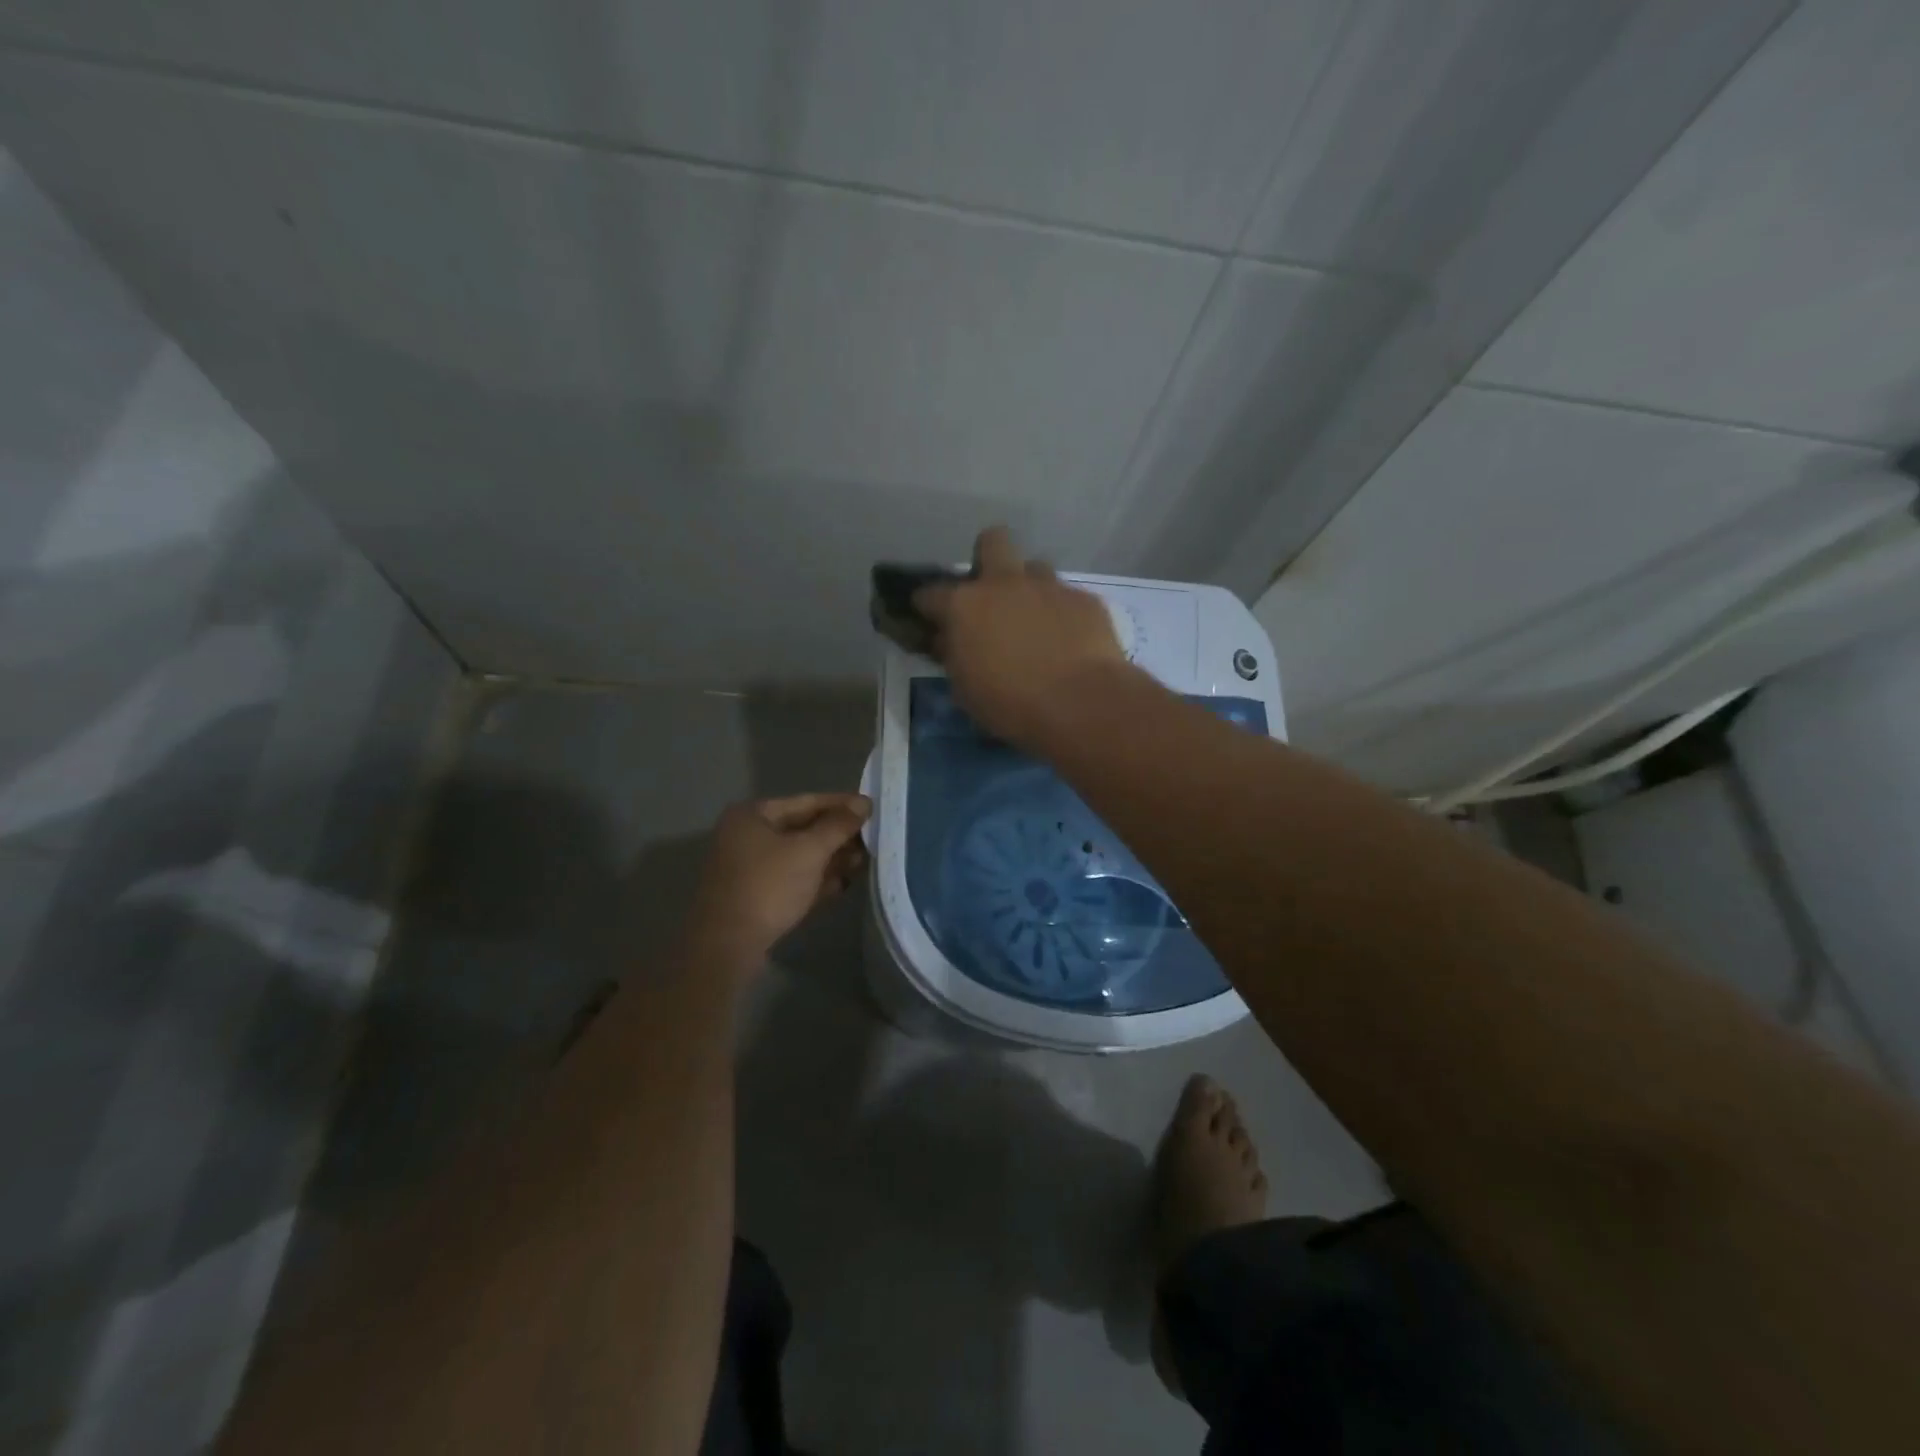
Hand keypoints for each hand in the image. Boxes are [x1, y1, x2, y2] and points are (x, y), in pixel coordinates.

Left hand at [682, 793, 870, 970]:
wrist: (727, 946)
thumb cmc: (769, 886)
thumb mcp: (809, 851)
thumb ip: (838, 825)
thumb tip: (864, 803)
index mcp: (752, 815)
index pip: (806, 801)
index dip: (841, 805)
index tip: (872, 809)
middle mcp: (747, 836)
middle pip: (802, 829)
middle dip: (837, 837)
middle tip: (872, 841)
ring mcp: (748, 868)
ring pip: (798, 856)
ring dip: (830, 859)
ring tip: (862, 864)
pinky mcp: (754, 896)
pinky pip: (791, 879)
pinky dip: (815, 880)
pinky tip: (842, 886)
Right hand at [915, 525, 1129, 748]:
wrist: (1081, 704)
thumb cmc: (1010, 705)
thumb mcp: (965, 689)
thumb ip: (954, 656)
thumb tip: (949, 641)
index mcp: (965, 605)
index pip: (931, 593)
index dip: (928, 605)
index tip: (931, 618)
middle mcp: (1005, 583)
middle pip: (993, 541)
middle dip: (988, 558)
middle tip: (991, 594)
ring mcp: (1049, 587)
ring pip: (1036, 569)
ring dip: (1030, 589)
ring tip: (1035, 622)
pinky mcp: (1086, 601)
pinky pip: (1069, 599)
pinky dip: (1064, 615)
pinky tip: (1070, 642)